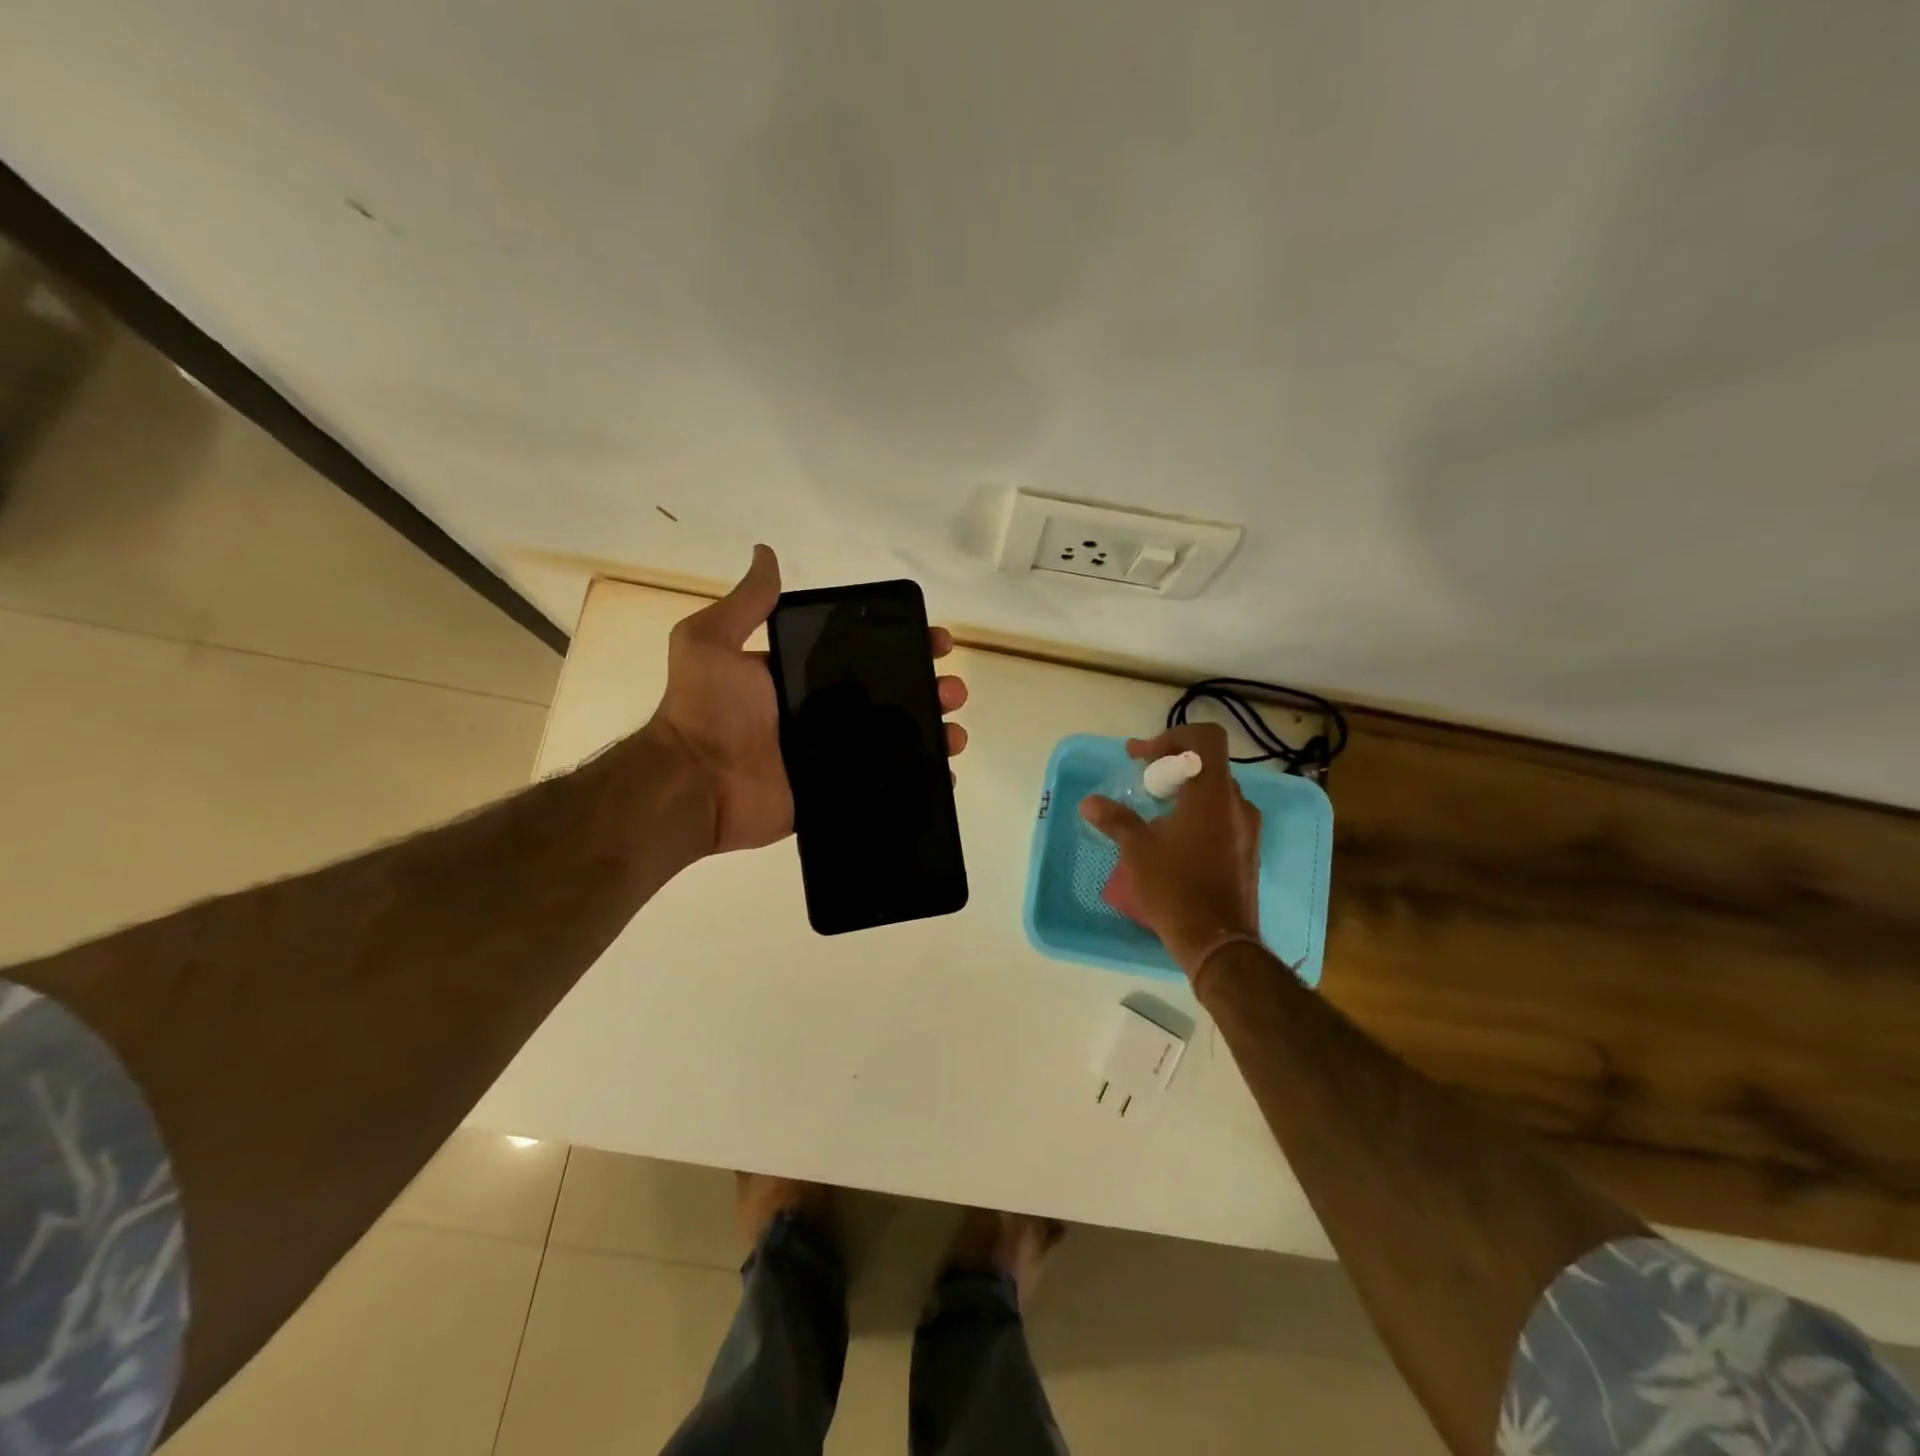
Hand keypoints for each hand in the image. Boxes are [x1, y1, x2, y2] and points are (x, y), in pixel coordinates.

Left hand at [650, 545, 968, 854]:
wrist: (693, 783)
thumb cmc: (706, 710)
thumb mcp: (711, 642)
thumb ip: (746, 604)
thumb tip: (767, 553)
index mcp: (802, 677)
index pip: (864, 654)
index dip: (903, 645)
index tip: (936, 642)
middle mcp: (822, 712)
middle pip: (890, 696)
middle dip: (928, 690)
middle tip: (951, 691)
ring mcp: (832, 755)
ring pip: (896, 739)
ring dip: (932, 733)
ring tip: (954, 734)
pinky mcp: (836, 790)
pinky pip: (885, 782)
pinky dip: (918, 779)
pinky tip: (944, 775)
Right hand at [1080, 722, 1261, 976]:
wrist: (1219, 942)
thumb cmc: (1175, 888)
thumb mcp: (1138, 850)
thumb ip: (1115, 819)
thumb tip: (1089, 803)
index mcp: (1212, 794)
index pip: (1204, 738)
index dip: (1172, 736)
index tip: (1144, 758)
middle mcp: (1236, 804)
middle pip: (1208, 763)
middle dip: (1172, 764)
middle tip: (1143, 779)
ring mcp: (1247, 828)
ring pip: (1215, 790)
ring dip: (1185, 789)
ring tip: (1155, 809)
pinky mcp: (1247, 850)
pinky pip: (1222, 815)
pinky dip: (1198, 811)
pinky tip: (1174, 837)